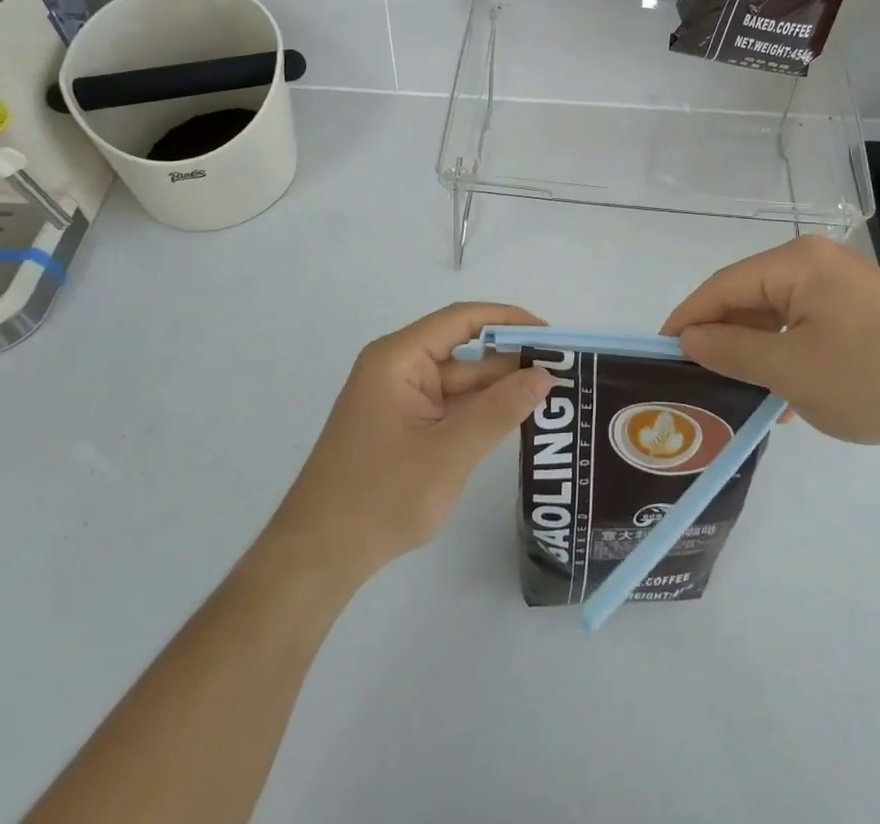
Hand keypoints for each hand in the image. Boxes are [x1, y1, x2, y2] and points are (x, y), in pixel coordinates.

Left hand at [264, 303, 552, 587]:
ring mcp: (399, 399)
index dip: (508, 320)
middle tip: (562, 370)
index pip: (462, 320)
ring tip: (550, 393)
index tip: (550, 334)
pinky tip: (515, 418)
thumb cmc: (379, 497)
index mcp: (398, 358)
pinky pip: (449, 407)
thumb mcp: (448, 453)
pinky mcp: (402, 427)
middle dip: (510, 359)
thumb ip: (499, 411)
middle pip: (464, 351)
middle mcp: (398, 368)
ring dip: (499, 388)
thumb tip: (545, 375)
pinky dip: (480, 411)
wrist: (317, 560)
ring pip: (459, 382)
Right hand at [662, 235, 879, 451]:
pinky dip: (786, 354)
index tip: (660, 350)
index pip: (723, 285)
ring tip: (735, 390)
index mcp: (797, 262)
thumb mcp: (790, 370)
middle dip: (722, 336)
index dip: (688, 317)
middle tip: (694, 375)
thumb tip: (689, 338)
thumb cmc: (871, 378)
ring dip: (755, 351)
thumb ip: (732, 350)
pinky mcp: (862, 311)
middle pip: (750, 296)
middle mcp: (817, 262)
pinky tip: (782, 396)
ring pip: (778, 314)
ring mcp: (843, 286)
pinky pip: (806, 326)